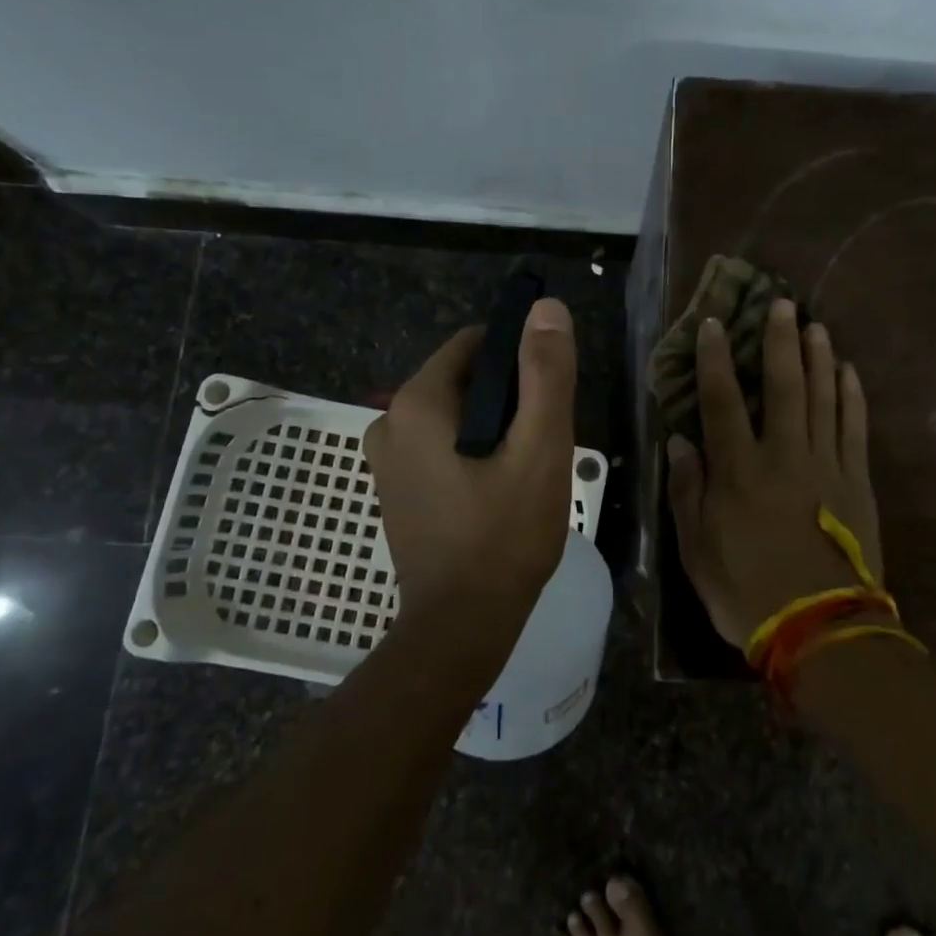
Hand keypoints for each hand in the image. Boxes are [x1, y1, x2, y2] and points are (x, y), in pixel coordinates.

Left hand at [364, 298, 577, 622]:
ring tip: (527, 467)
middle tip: (543, 440)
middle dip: (509, 398)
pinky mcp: (396, 489)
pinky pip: (442, 446)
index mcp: (416, 402)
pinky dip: (473, 452)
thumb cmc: (504, 534)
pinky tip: (501, 487)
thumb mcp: (540, 448)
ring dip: (494, 428)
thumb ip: (546, 373)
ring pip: (456, 416)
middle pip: (465, 380)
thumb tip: (547, 309)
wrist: (461, 626)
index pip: (474, 345)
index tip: (548, 394)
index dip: (519, 358)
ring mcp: (387, 460)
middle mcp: (389, 421)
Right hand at [667, 300, 883, 650]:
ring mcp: (827, 465)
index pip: (722, 401)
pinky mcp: (857, 482)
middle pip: (784, 386)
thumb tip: (682, 441)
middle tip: (782, 303)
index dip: (716, 360)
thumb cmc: (747, 591)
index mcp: (739, 471)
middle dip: (780, 341)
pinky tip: (848, 372)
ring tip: (815, 325)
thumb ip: (688, 491)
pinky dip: (852, 396)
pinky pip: (855, 428)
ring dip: (819, 358)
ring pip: (823, 398)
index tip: (713, 325)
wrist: (822, 630)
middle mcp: (784, 455)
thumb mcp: (696, 550)